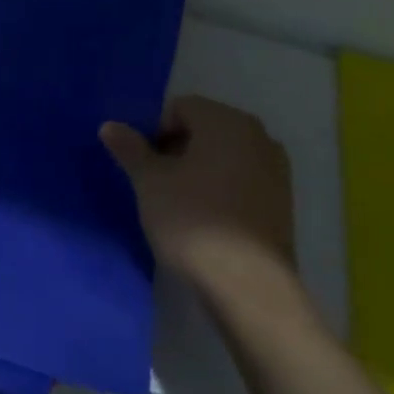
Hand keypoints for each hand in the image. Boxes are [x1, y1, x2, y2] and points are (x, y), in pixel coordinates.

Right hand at [101, 96, 298, 304]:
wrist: (249, 285)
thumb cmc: (192, 220)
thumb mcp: (149, 182)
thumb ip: (130, 149)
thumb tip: (109, 126)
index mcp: (226, 121)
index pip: (181, 107)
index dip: (156, 131)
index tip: (145, 165)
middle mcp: (258, 135)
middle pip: (206, 128)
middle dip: (179, 148)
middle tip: (158, 183)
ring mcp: (276, 169)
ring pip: (226, 155)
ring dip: (201, 169)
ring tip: (181, 203)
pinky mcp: (284, 202)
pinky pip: (244, 179)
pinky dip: (224, 188)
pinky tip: (208, 219)